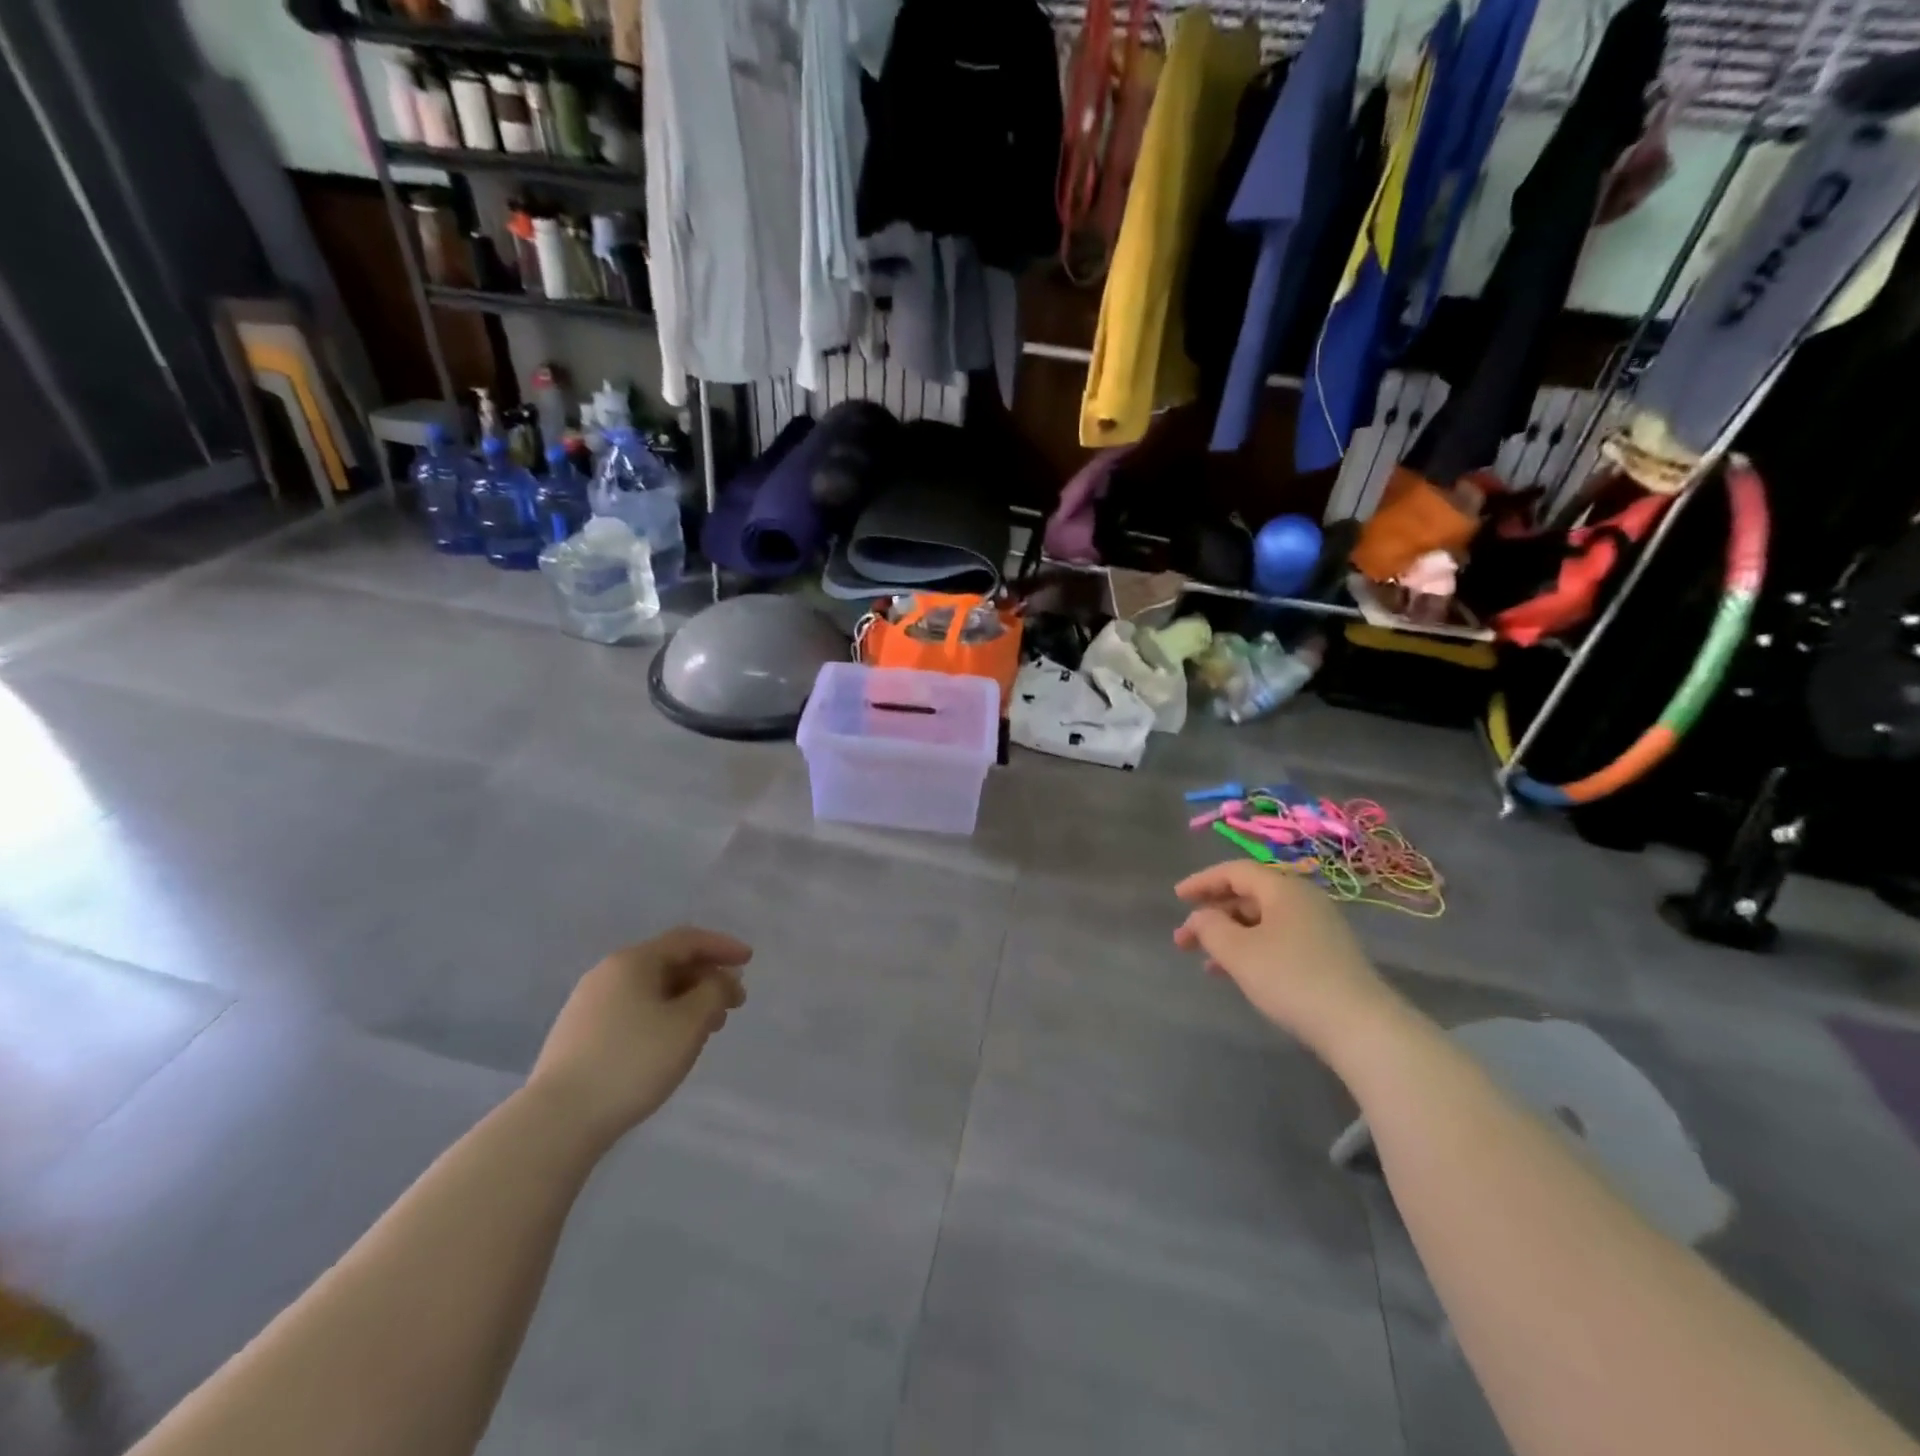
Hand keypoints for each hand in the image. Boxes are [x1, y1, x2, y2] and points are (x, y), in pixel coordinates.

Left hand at [527, 927, 750, 1145]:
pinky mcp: (578, 1035)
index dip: (723, 946)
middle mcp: (607, 973)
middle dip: (706, 978)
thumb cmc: (633, 1062)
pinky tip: (671, 1043)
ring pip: (650, 989)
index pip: (687, 940)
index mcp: (633, 961)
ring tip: (708, 1027)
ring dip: (686, 1000)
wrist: (557, 1121)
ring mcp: (588, 1004)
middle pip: (668, 963)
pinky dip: (662, 1016)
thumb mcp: (689, 1024)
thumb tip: (719, 980)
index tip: (749, 960)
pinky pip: (632, 1010)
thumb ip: (714, 992)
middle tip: (734, 1002)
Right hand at [1173, 861, 1395, 1053]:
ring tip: (1205, 962)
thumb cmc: (1291, 978)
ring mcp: (1318, 928)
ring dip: (1229, 936)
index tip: (1176, 898)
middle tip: (1184, 939)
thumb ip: (1209, 927)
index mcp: (1283, 888)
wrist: (1361, 1027)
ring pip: (1261, 921)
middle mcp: (1303, 900)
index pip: (1235, 871)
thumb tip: (1201, 918)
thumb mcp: (1238, 951)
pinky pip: (1277, 940)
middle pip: (1248, 895)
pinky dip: (1251, 950)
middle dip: (1212, 914)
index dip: (1202, 882)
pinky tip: (1236, 975)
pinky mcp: (1326, 955)